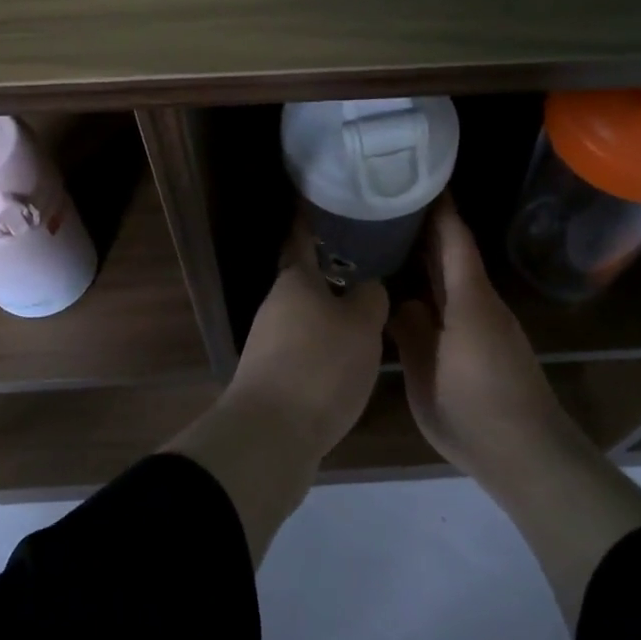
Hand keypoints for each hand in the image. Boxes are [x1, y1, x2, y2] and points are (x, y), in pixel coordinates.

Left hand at [227, 222, 388, 459]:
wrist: (271, 436)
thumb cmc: (320, 366)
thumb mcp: (362, 325)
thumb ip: (371, 298)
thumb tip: (369, 287)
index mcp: (294, 281)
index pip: (303, 238)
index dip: (314, 220)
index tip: (329, 203)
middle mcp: (276, 305)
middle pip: (306, 279)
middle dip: (333, 270)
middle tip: (371, 262)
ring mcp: (269, 342)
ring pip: (307, 315)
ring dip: (332, 311)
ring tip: (369, 309)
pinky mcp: (273, 376)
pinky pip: (305, 347)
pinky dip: (326, 345)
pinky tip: (350, 355)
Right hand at [390, 198, 575, 482]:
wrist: (527, 456)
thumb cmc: (475, 413)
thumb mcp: (427, 376)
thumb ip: (411, 334)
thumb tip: (401, 302)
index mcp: (468, 301)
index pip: (454, 240)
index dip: (438, 208)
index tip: (417, 178)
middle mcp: (481, 303)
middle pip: (455, 254)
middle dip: (428, 227)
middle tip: (389, 204)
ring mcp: (488, 324)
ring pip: (456, 279)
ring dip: (430, 258)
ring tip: (392, 240)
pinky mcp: (489, 344)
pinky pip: (458, 302)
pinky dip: (436, 288)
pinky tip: (413, 293)